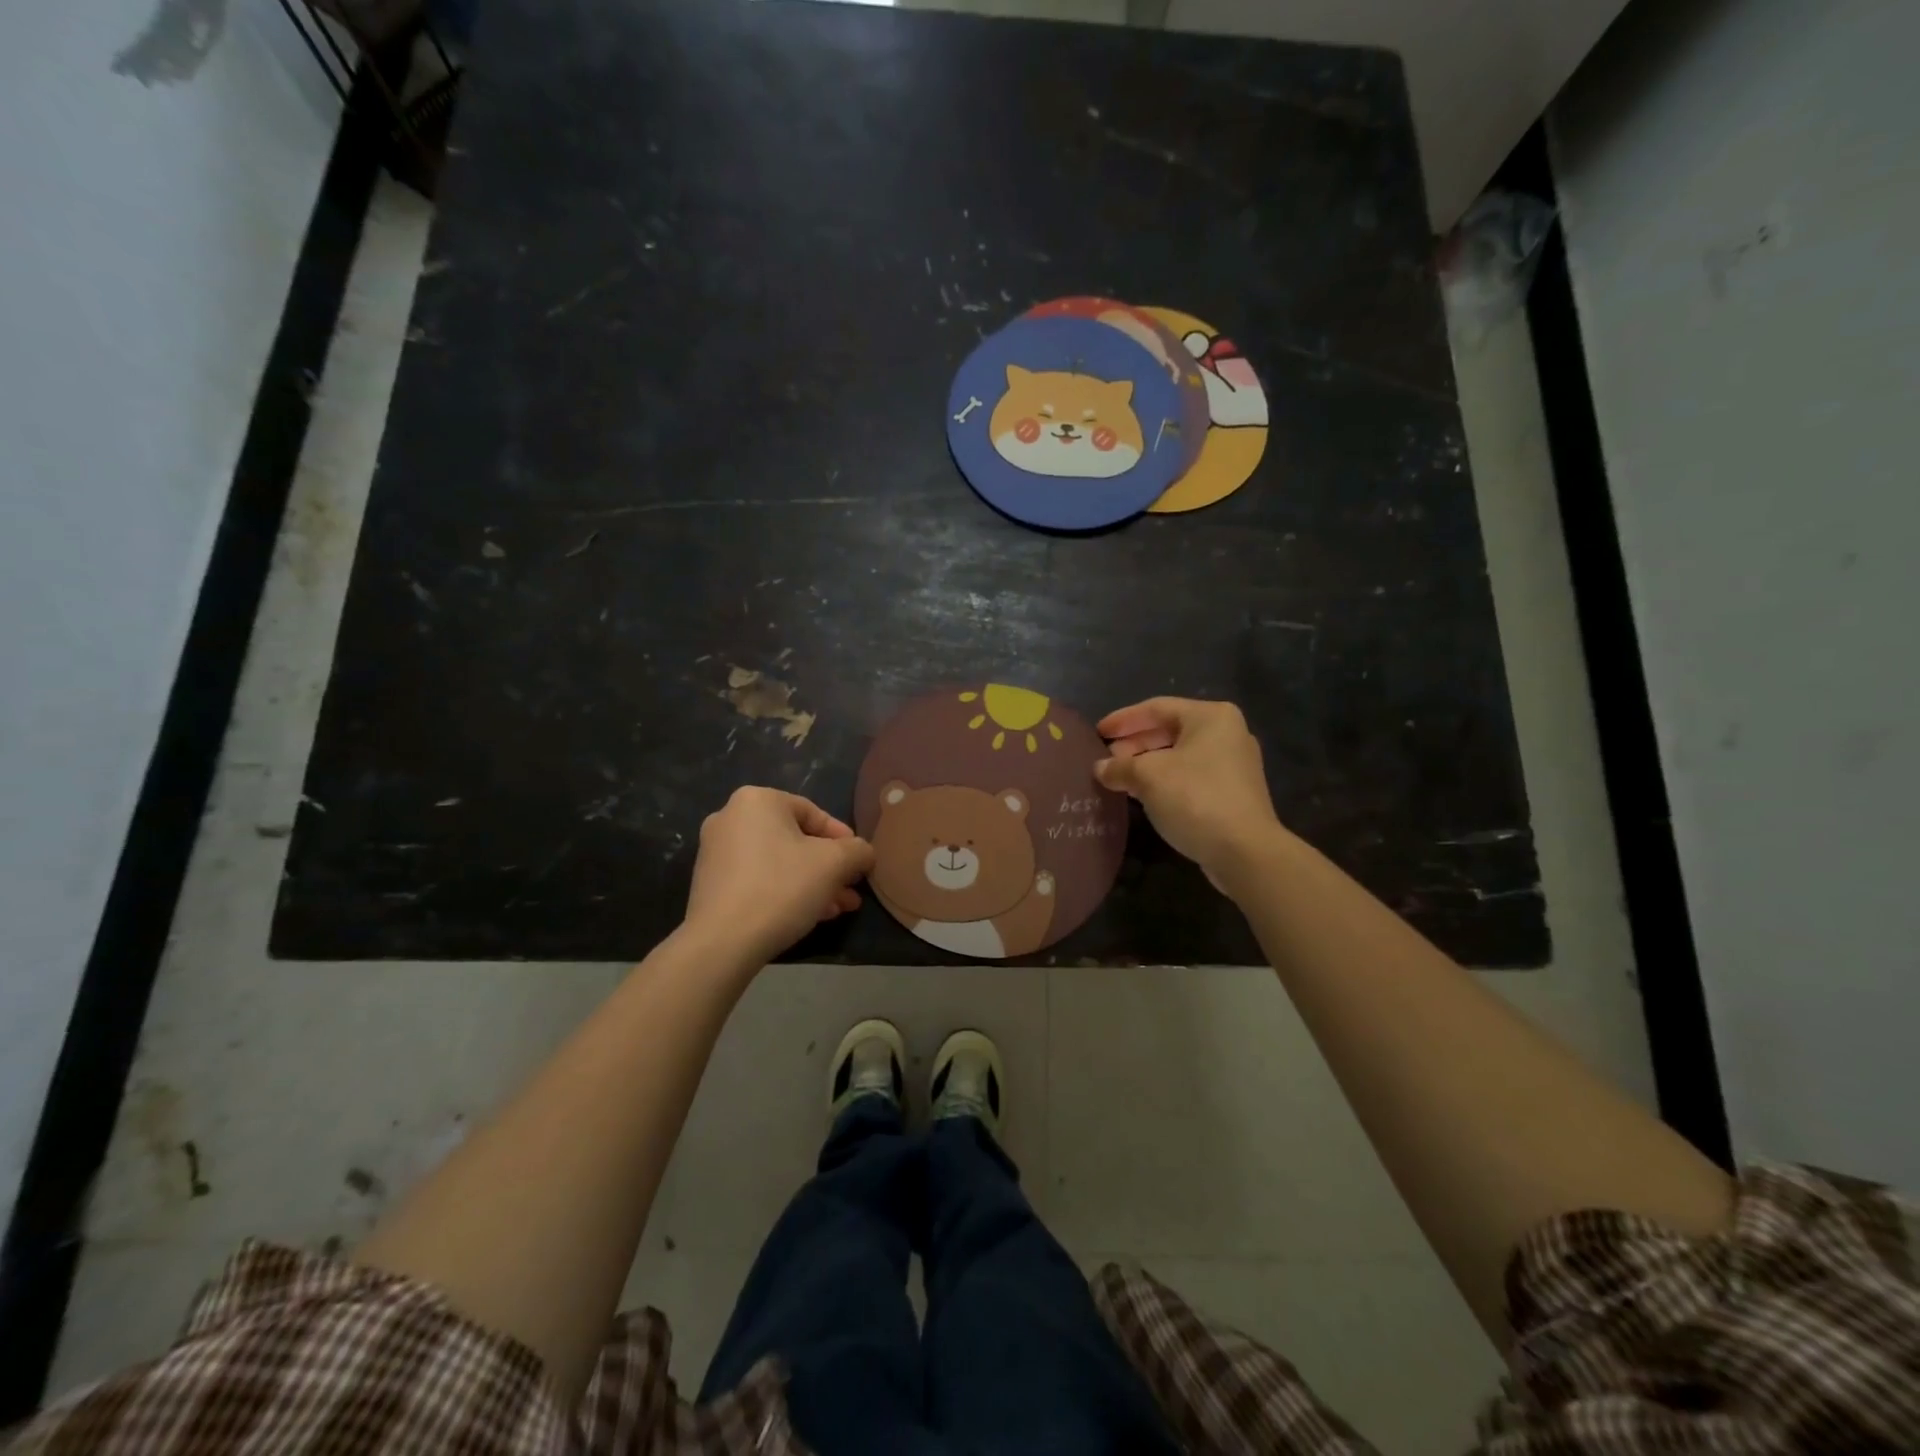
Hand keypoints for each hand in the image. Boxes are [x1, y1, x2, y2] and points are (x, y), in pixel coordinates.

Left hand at [685, 788, 875, 963]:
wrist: (722, 942)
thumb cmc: (782, 887)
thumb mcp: (835, 864)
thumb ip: (858, 850)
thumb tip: (864, 853)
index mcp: (757, 800)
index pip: (814, 813)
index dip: (844, 840)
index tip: (860, 864)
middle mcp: (730, 818)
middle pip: (796, 840)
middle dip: (829, 867)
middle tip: (851, 889)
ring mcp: (715, 852)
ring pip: (778, 863)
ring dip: (812, 883)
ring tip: (838, 909)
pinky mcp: (710, 884)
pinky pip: (758, 879)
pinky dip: (784, 891)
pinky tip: (810, 915)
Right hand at [1095, 698, 1282, 888]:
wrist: (1244, 851)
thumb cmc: (1195, 798)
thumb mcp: (1148, 777)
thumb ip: (1120, 767)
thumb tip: (1100, 768)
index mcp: (1211, 717)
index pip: (1156, 708)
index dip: (1123, 719)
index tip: (1097, 732)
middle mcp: (1227, 733)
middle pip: (1170, 730)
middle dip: (1135, 743)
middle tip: (1106, 757)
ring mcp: (1234, 765)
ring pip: (1179, 755)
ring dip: (1147, 764)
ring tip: (1119, 776)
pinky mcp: (1233, 793)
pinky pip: (1190, 776)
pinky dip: (1165, 780)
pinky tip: (1143, 794)